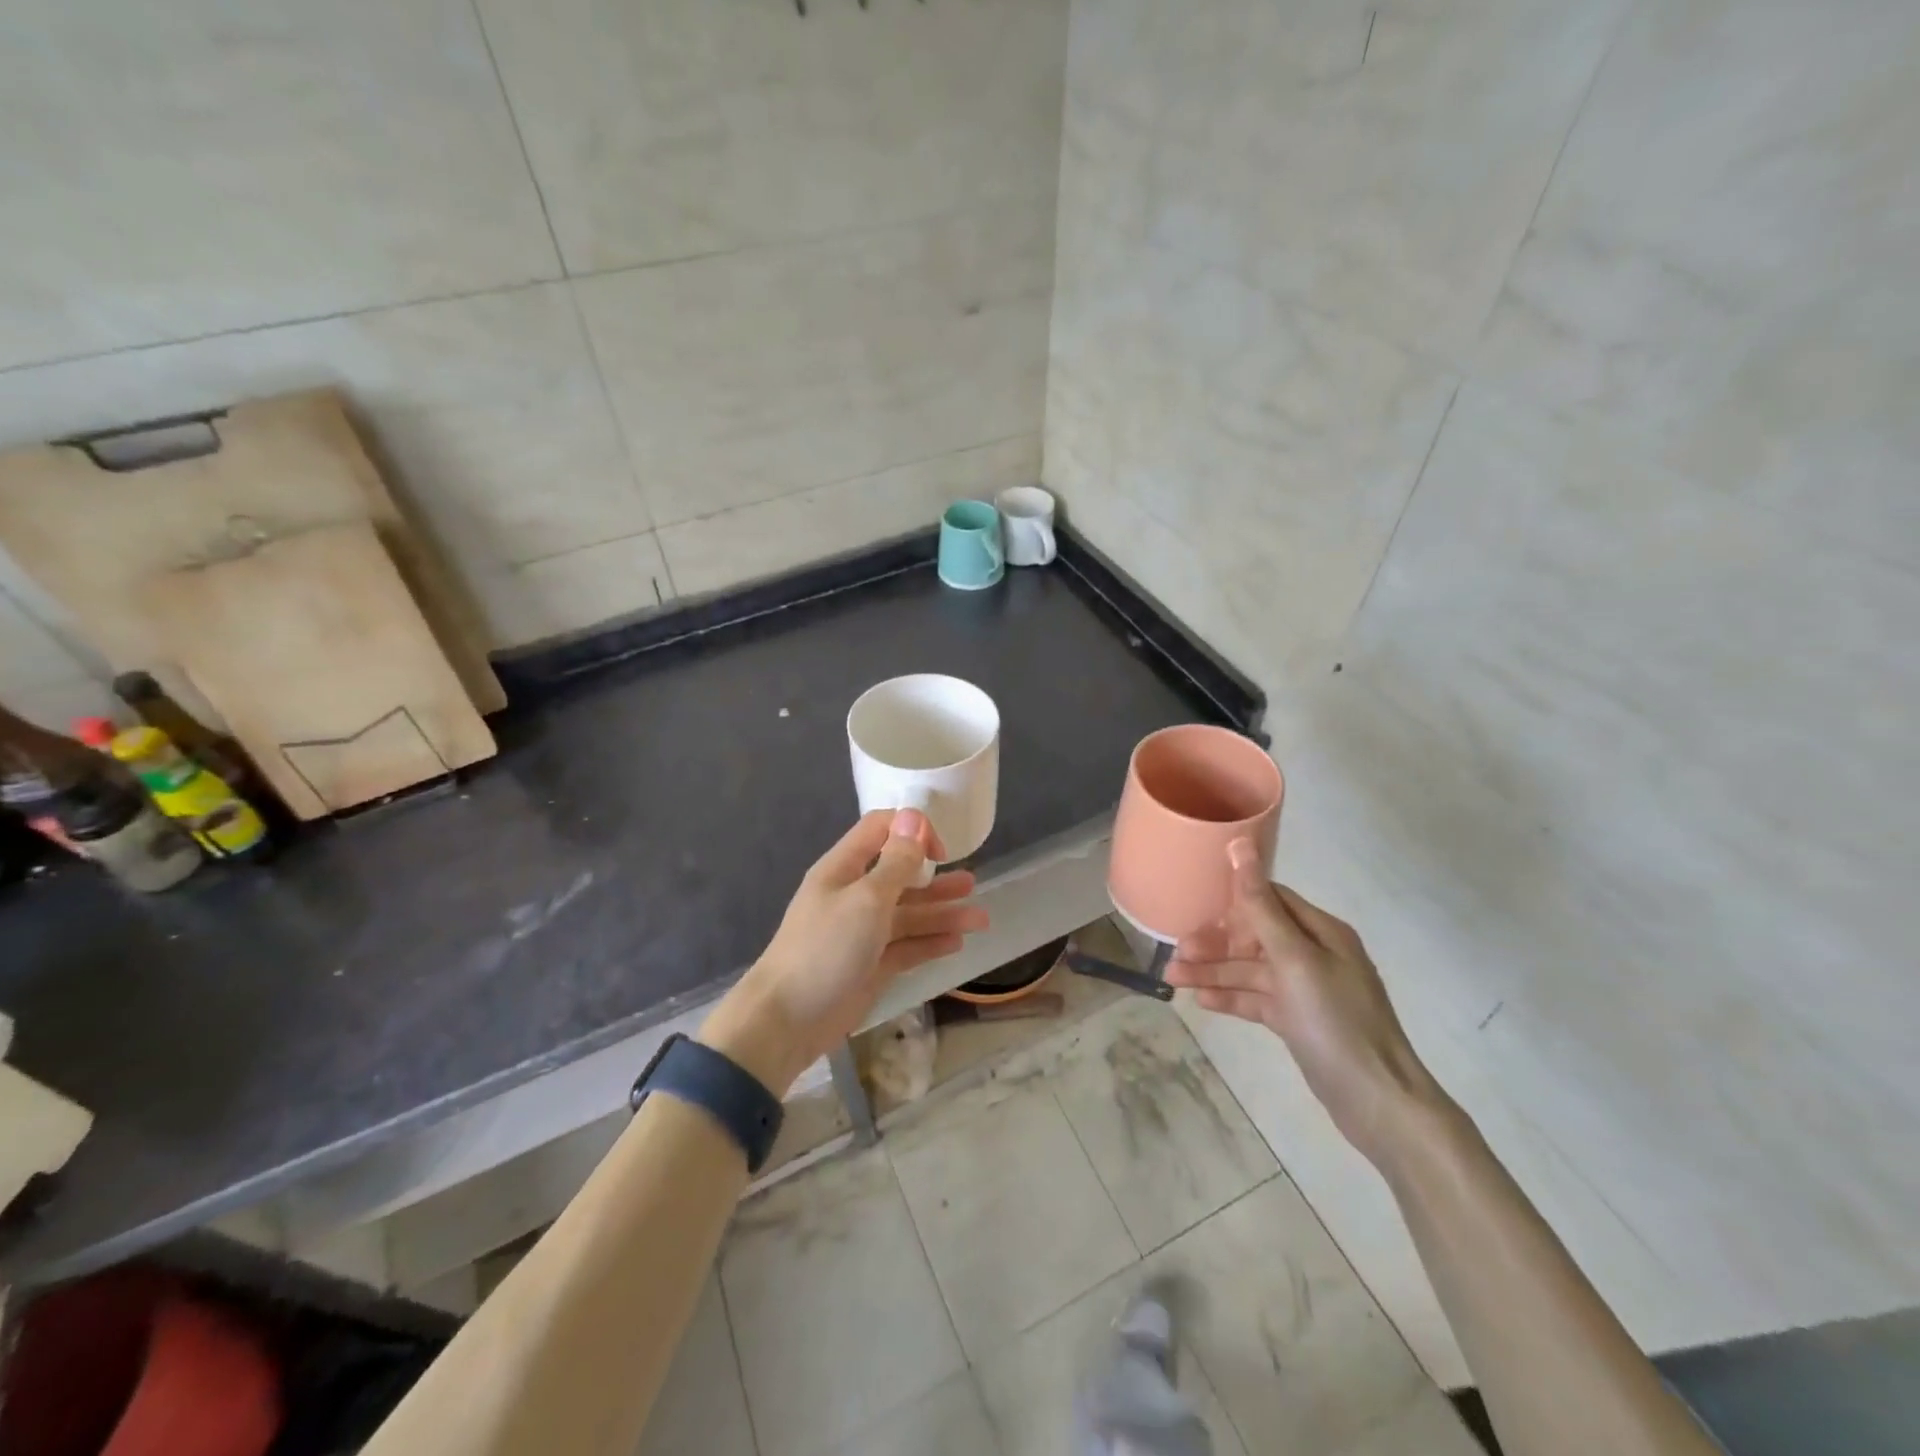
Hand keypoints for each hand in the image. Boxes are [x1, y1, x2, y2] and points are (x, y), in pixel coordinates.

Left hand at [699, 809, 987, 1094]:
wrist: (787, 1020)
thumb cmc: (826, 948)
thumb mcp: (867, 899)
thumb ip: (896, 862)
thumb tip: (913, 816)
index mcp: (844, 869)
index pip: (881, 831)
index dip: (912, 832)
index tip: (942, 852)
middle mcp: (854, 895)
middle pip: (901, 876)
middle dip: (937, 878)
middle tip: (972, 884)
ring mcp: (862, 932)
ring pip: (909, 914)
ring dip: (943, 913)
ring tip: (981, 918)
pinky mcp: (870, 966)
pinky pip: (906, 947)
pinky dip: (930, 943)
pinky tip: (957, 943)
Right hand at [1165, 839, 1447, 1166]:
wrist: (1377, 1102)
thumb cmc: (1336, 1020)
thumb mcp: (1294, 958)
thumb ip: (1260, 905)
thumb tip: (1240, 844)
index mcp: (1321, 932)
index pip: (1271, 899)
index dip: (1233, 902)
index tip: (1195, 907)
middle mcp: (1314, 955)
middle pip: (1255, 936)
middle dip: (1216, 942)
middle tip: (1178, 951)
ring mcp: (1305, 990)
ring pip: (1250, 971)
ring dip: (1214, 972)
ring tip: (1173, 978)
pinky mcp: (1297, 1021)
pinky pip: (1256, 1000)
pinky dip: (1230, 998)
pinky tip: (1200, 1000)